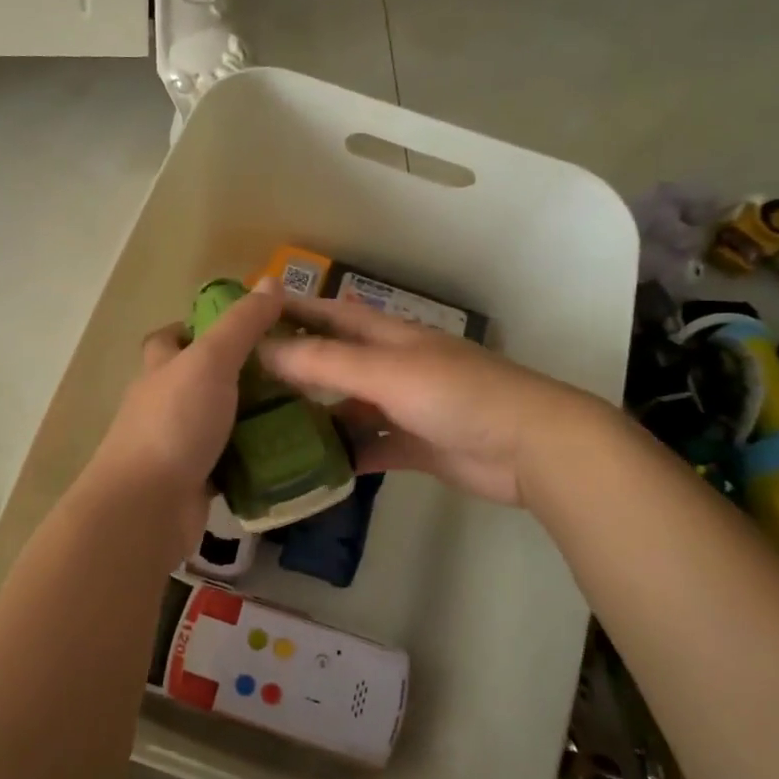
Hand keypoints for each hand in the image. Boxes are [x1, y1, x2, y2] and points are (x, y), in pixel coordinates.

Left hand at [88, 278, 285, 524]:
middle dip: (237, 376)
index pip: (170, 339)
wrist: (147, 508)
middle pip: (198, 381)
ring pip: (217, 423)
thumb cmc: (174, 424)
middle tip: (287, 372)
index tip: (243, 328)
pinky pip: (229, 463)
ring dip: (251, 418)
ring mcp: (177, 445)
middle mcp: (164, 405)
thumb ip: (242, 324)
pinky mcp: (194, 482)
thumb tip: (271, 281)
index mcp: (161, 370)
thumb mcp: (211, 362)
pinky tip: (288, 454)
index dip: (198, 327)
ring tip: (301, 410)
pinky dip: (253, 459)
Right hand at [259, 296, 606, 509]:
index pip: (333, 315)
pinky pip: (372, 447)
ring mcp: (407, 408)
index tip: (250, 316)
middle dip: (298, 367)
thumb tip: (263, 349)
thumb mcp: (385, 371)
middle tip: (248, 382)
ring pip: (351, 408)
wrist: (530, 447)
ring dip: (318, 415)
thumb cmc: (457, 395)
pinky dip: (347, 455)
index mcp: (390, 336)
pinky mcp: (417, 446)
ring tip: (270, 429)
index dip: (296, 311)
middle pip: (337, 362)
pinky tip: (315, 467)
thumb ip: (324, 362)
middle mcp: (395, 367)